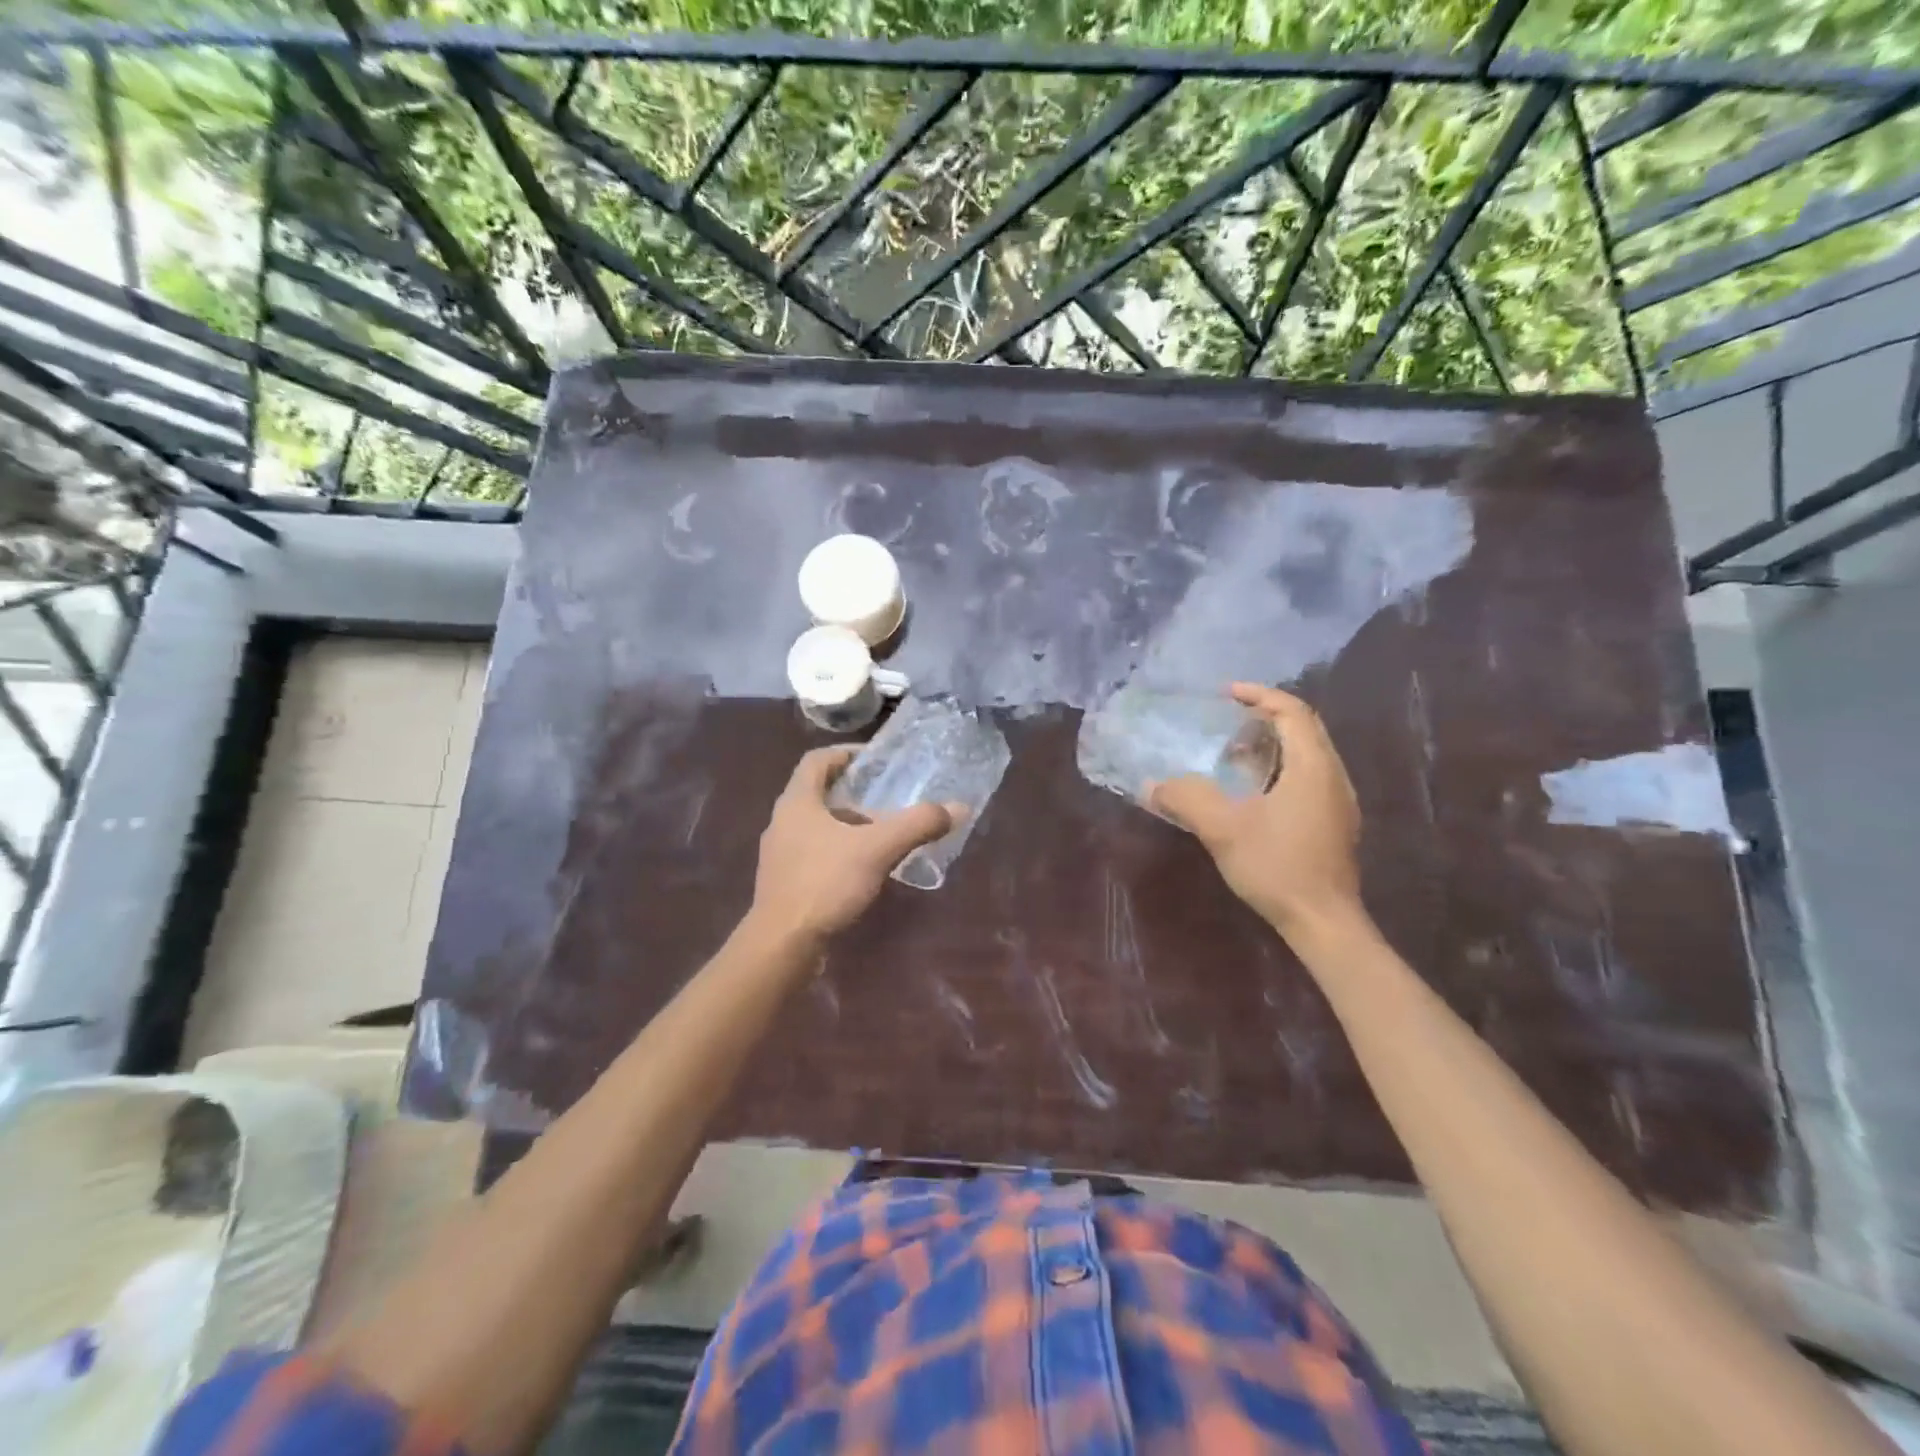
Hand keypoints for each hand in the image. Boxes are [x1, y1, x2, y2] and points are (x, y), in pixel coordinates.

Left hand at [750, 747, 960, 944]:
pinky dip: (838, 850)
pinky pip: (813, 852)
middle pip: (817, 792)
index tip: (874, 759)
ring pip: (815, 825)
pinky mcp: (783, 881)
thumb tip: (957, 807)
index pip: (816, 760)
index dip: (845, 753)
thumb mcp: (877, 849)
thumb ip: (917, 825)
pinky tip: (862, 868)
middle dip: (852, 791)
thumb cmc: (824, 883)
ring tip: (880, 833)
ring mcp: (779, 853)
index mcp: (797, 802)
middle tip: (886, 796)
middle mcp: (782, 821)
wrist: (782, 944)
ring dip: (846, 823)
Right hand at [1149, 683, 1362, 938]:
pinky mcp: (1335, 824)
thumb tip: (1152, 784)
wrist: (1324, 923)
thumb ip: (1187, 800)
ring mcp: (1338, 802)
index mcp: (1313, 767)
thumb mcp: (1223, 829)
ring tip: (1234, 753)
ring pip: (1308, 755)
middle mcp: (1333, 777)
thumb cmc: (1278, 867)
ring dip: (1273, 744)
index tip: (1226, 694)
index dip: (1260, 695)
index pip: (1293, 712)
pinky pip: (1309, 777)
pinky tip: (1253, 792)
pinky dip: (1281, 768)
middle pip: (1305, 729)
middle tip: (1227, 720)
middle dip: (1266, 717)